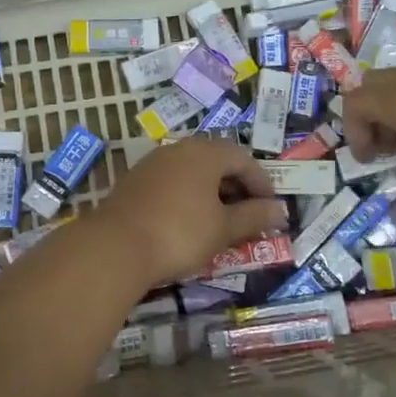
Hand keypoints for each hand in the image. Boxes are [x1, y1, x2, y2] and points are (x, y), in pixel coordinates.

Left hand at [89, 139, 287, 287]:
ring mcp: (153, 164)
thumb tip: (279, 211)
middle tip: (249, 215)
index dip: (262, 183)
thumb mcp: (223, 228)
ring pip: (193, 172)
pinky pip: (172, 183)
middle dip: (237, 187)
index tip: (271, 209)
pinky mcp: (135, 182)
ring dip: (212, 193)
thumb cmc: (180, 233)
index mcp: (204, 152)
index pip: (243, 158)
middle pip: (217, 161)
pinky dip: (189, 197)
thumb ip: (253, 217)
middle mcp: (178, 149)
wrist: (116, 246)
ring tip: (222, 221)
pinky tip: (190, 222)